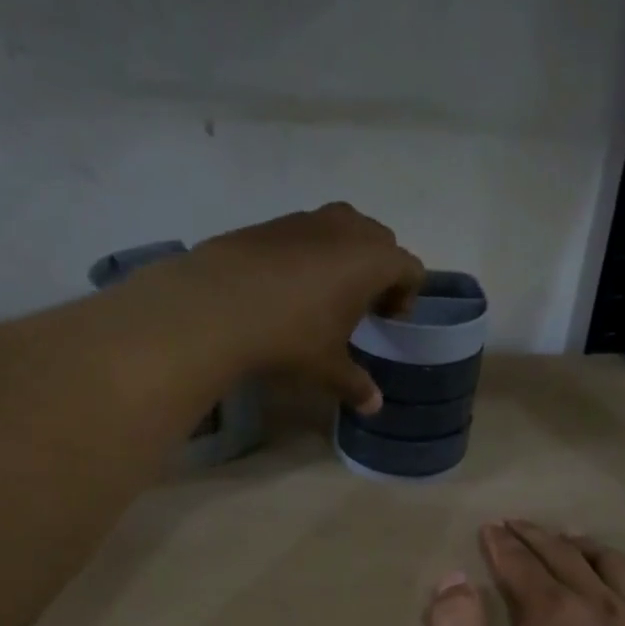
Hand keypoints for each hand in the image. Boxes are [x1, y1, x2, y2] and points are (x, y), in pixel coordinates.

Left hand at [179, 203, 424, 412]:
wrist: (214, 305)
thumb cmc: (289, 336)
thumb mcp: (327, 367)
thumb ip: (356, 384)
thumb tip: (374, 406)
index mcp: (373, 261)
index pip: (410, 268)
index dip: (406, 296)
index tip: (385, 321)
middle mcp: (347, 229)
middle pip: (382, 241)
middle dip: (379, 270)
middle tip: (360, 306)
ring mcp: (307, 219)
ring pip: (344, 228)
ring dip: (345, 255)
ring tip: (324, 293)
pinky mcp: (272, 222)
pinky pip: (307, 232)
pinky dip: (310, 252)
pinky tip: (285, 287)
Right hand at [426, 521, 624, 625]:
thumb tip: (453, 578)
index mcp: (551, 612)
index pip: (520, 561)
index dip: (501, 543)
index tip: (490, 529)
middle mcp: (600, 605)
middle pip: (564, 555)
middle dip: (535, 536)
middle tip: (516, 526)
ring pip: (613, 565)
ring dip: (584, 545)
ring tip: (568, 540)